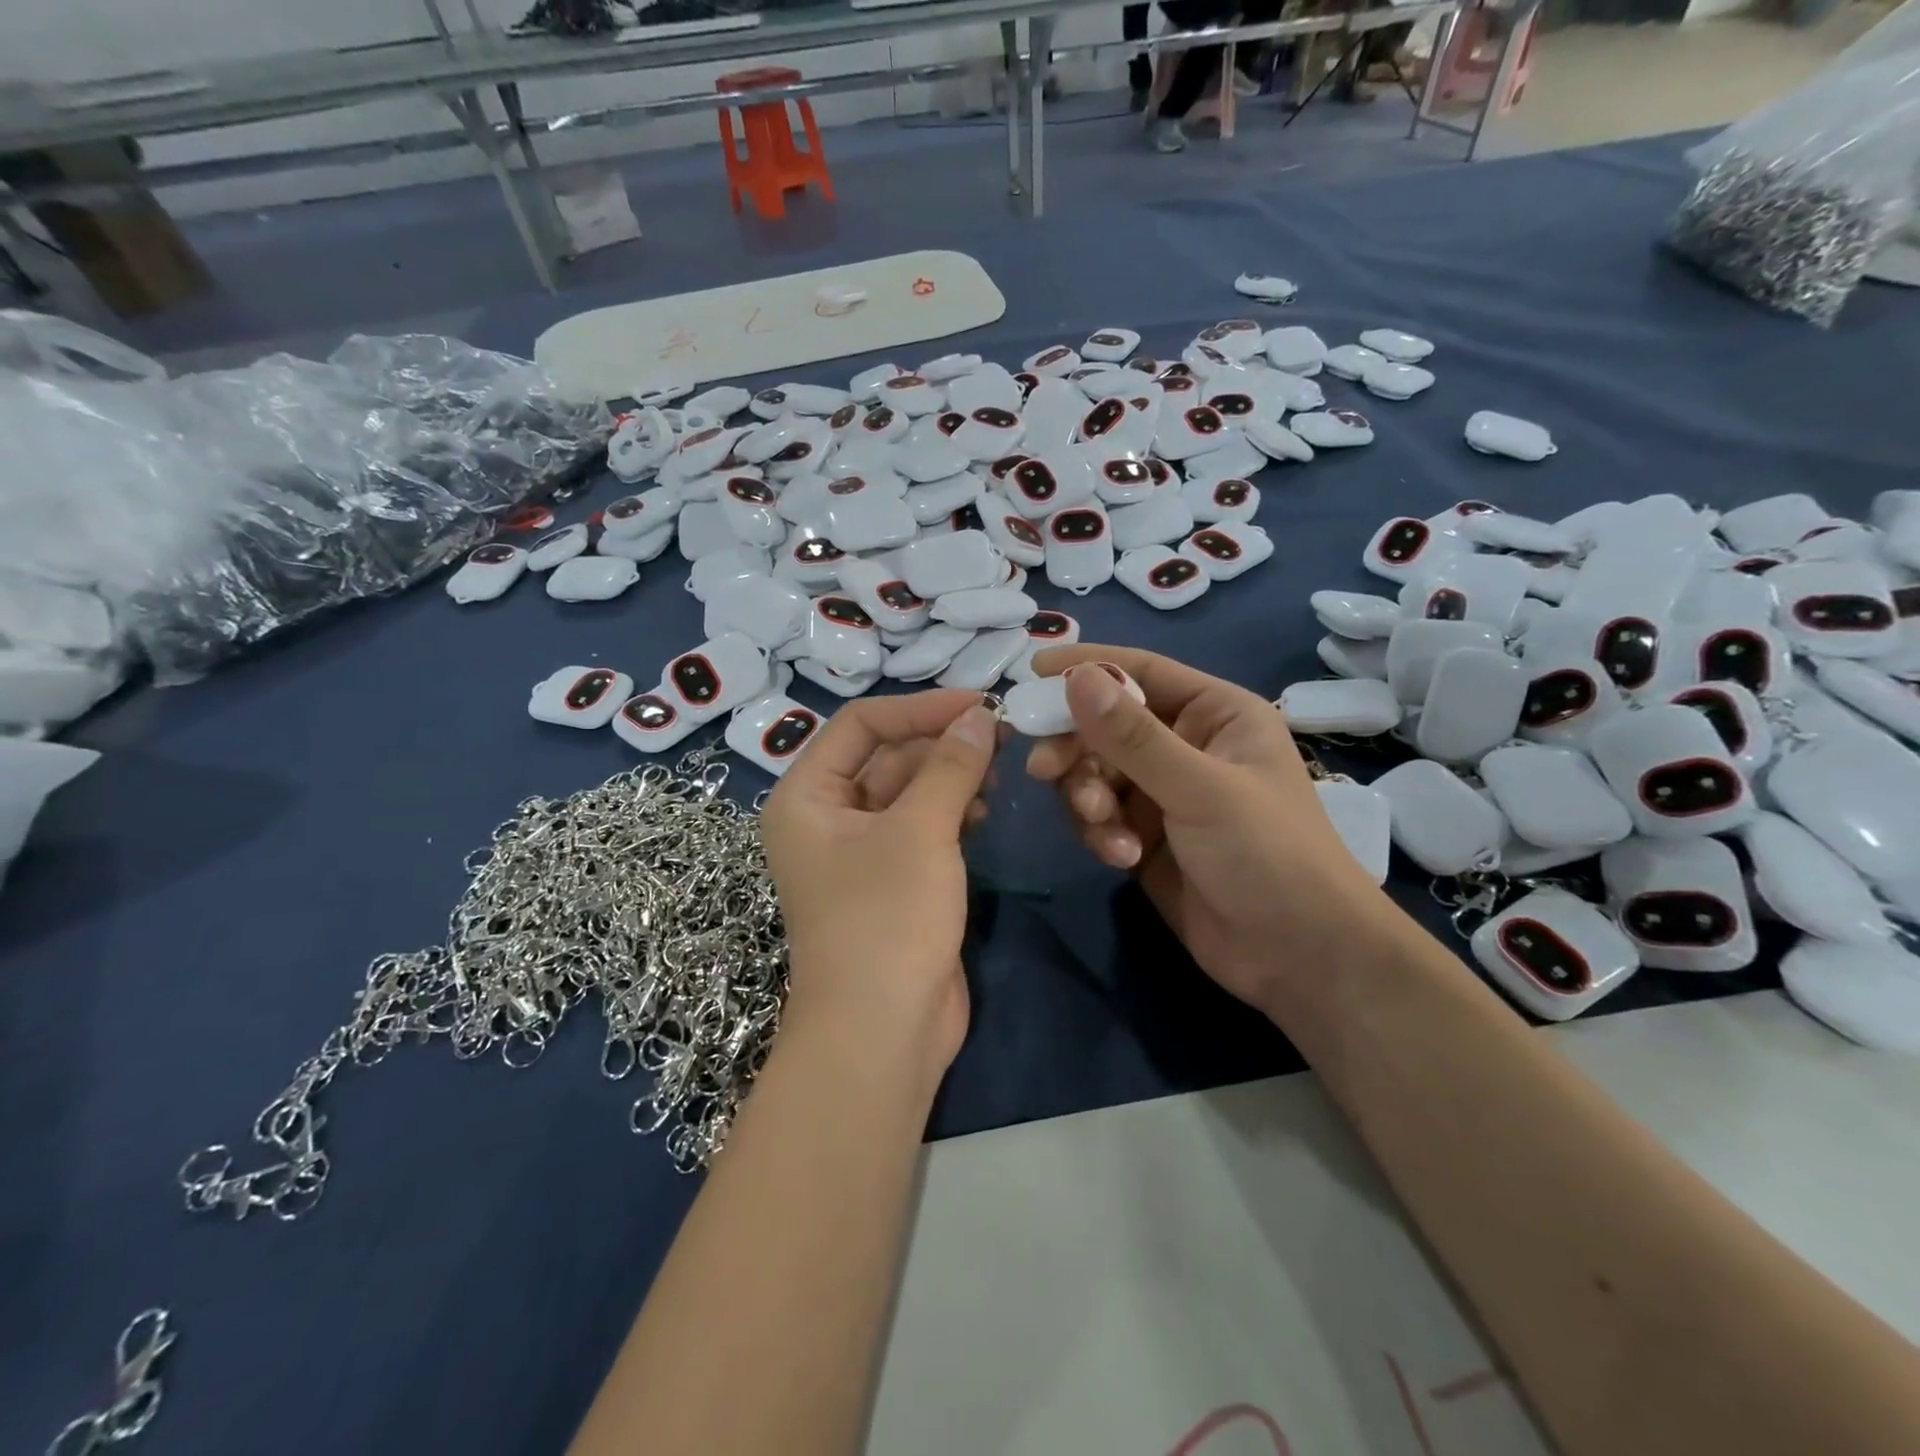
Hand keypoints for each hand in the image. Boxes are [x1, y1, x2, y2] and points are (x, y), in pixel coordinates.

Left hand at [760, 690, 999, 1076]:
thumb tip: (980, 716)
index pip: (861, 725)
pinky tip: (984, 814)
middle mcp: (826, 818)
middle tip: (1000, 735)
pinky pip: (921, 828)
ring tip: (997, 775)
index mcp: (806, 796)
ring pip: (908, 792)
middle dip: (940, 744)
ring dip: (950, 778)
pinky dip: (951, 814)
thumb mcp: (920, 830)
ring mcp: (859, 853)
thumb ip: (951, 766)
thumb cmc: (887, 918)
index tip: (979, 704)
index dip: (920, 708)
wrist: (883, 1032)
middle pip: (886, 757)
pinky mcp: (892, 882)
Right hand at [1024, 646, 1394, 1015]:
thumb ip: (1133, 737)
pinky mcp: (1144, 837)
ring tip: (1102, 826)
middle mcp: (1185, 746)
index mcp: (1214, 714)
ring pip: (1095, 774)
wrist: (1298, 957)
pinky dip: (1101, 834)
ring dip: (1088, 798)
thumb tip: (1076, 677)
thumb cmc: (1268, 854)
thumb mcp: (1200, 788)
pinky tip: (1122, 858)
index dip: (1086, 667)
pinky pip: (1100, 818)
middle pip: (1105, 725)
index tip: (1030, 672)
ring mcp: (1162, 794)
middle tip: (1044, 770)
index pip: (1141, 671)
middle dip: (1076, 749)